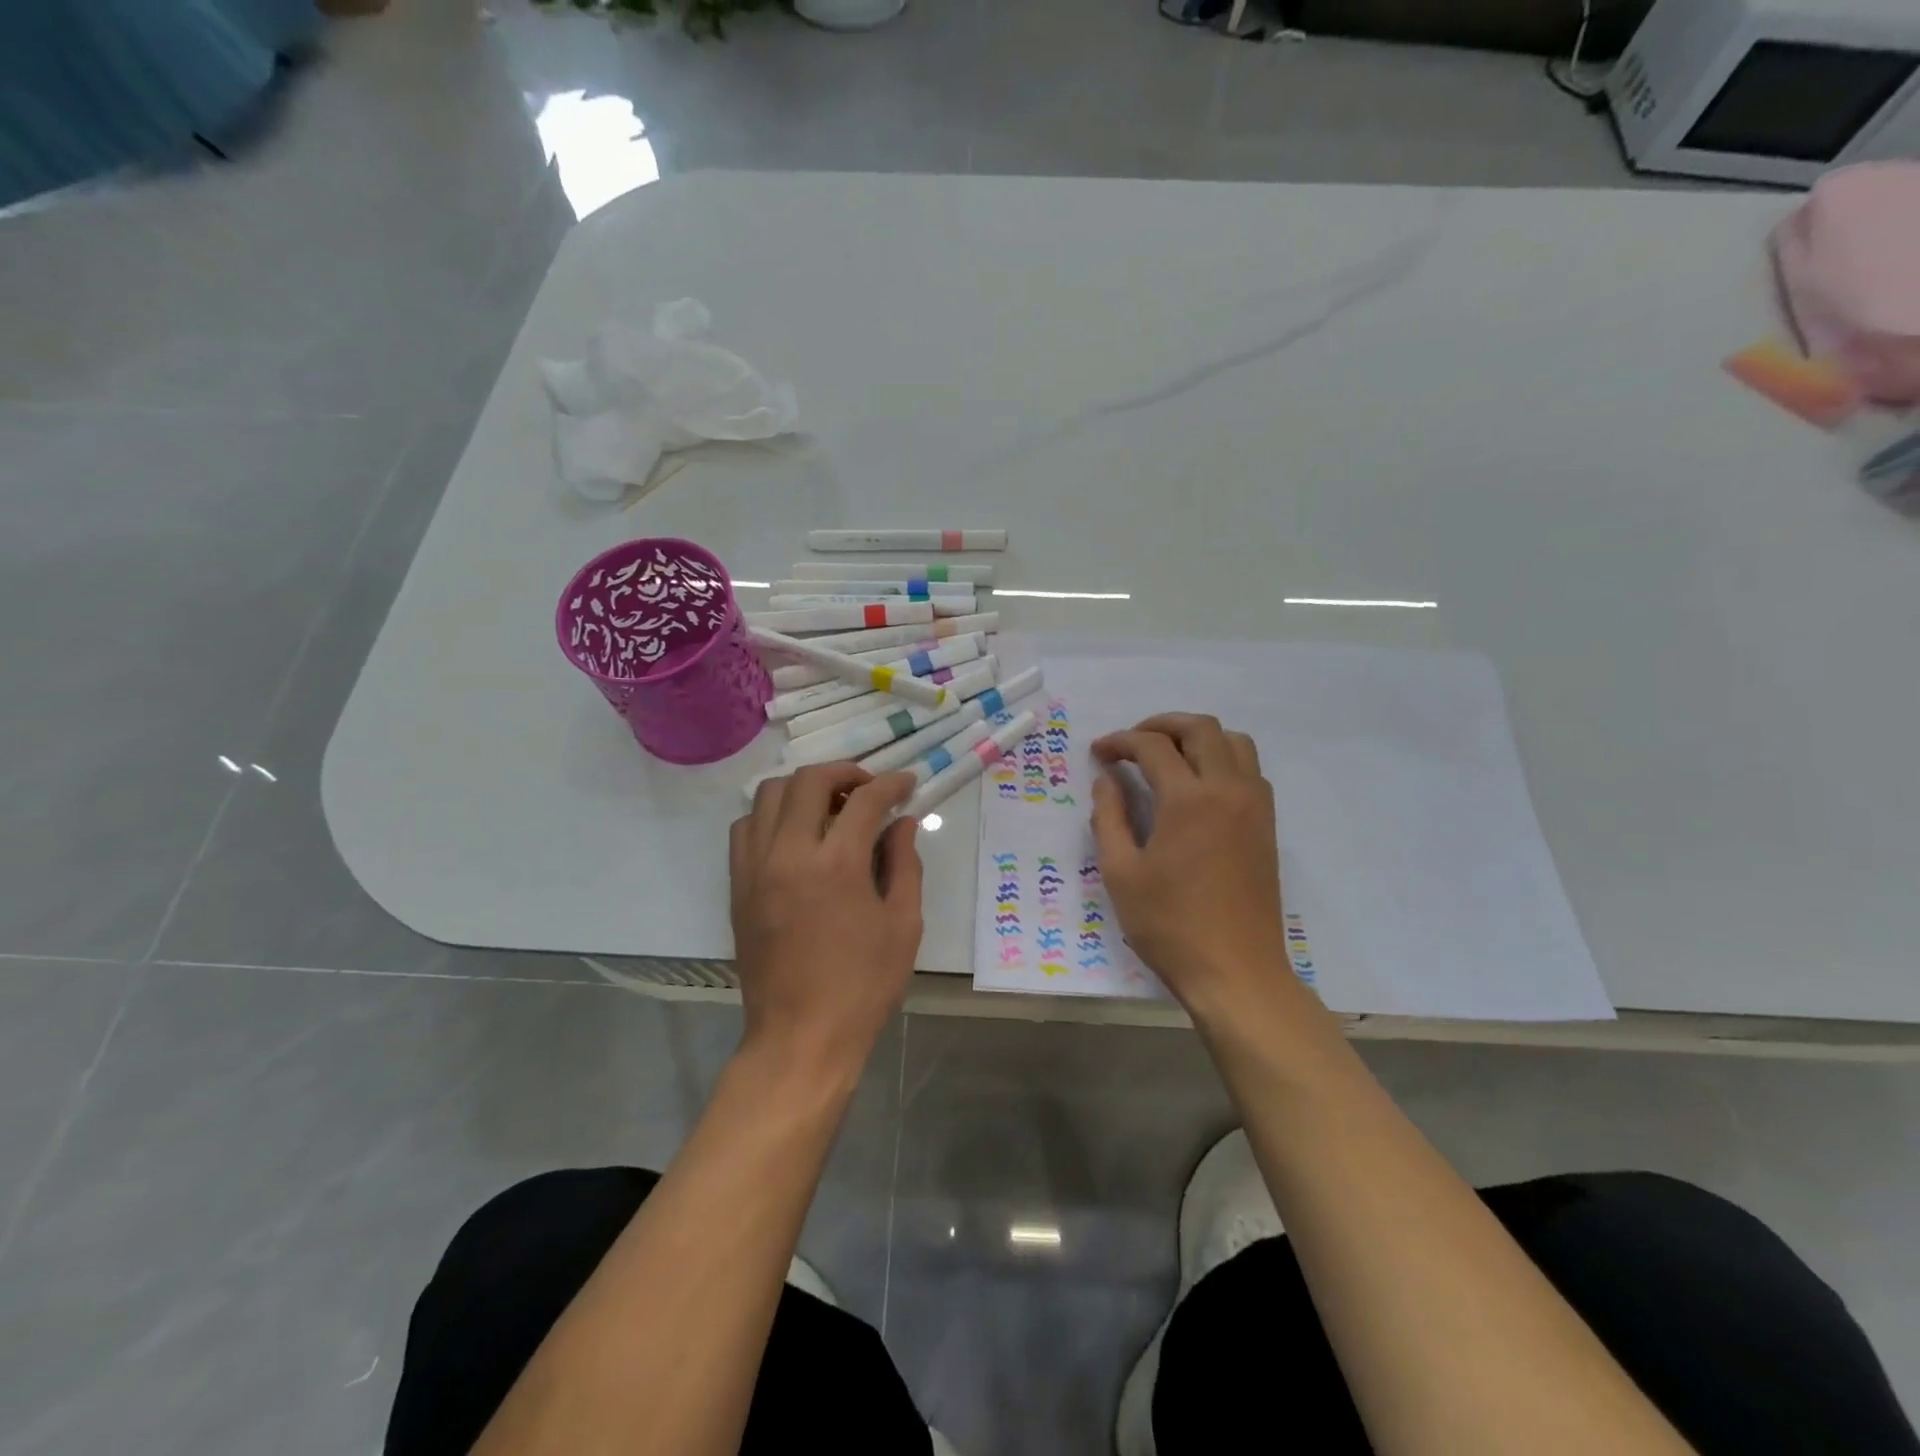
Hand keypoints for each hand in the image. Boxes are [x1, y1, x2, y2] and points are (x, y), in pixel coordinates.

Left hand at [729, 764, 923, 1076]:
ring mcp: (755, 868)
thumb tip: (902, 823)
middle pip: (808, 781)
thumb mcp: (903, 925)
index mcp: (837, 865)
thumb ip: (905, 864)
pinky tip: (794, 835)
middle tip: (868, 788)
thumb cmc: (863, 986)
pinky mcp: (738, 886)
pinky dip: (770, 816)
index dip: (891, 783)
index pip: (864, 799)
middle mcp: (789, 854)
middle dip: (844, 772)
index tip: (907, 784)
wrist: (800, 1037)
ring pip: (767, 795)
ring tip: (829, 806)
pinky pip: (745, 829)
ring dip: (803, 788)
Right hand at [1091, 714, 1289, 1016]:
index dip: (1120, 742)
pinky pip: (1249, 770)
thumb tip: (1107, 781)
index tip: (1099, 753)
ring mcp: (1254, 806)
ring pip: (1234, 742)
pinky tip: (1198, 786)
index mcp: (1188, 799)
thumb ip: (1109, 817)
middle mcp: (1228, 790)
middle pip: (1201, 729)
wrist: (1235, 971)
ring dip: (1198, 737)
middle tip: (1131, 742)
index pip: (1152, 746)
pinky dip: (1222, 759)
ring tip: (1167, 756)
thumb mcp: (1121, 873)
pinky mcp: (1267, 825)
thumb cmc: (1169, 925)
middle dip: (1161, 725)